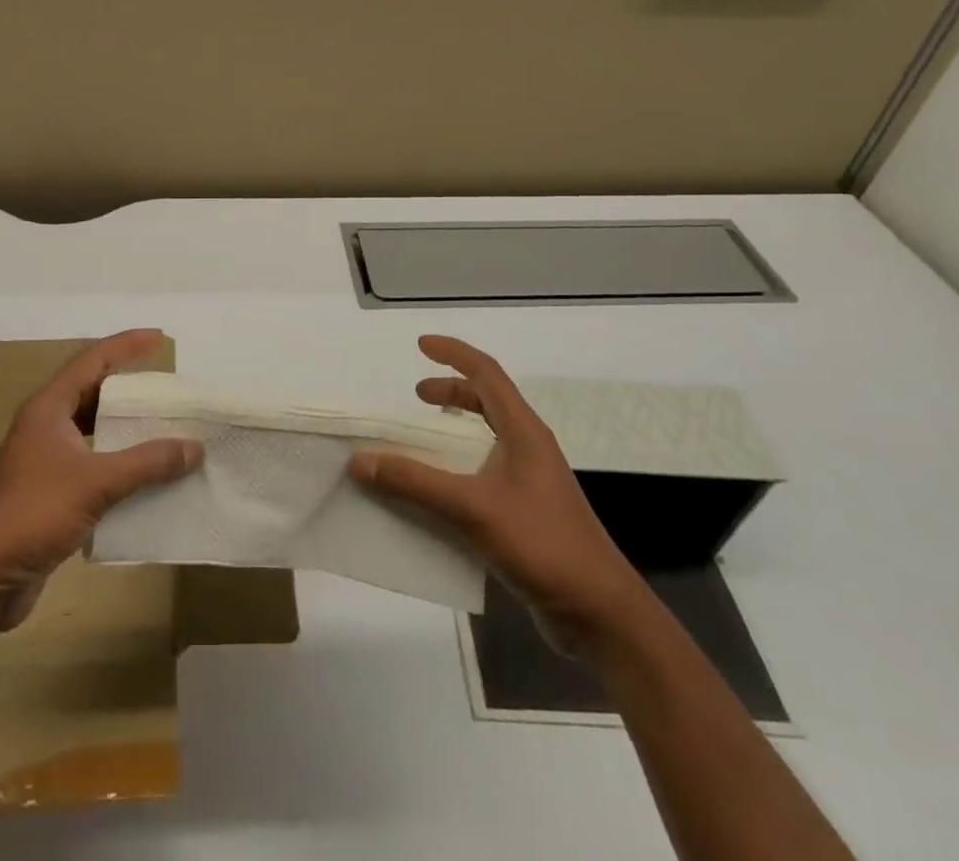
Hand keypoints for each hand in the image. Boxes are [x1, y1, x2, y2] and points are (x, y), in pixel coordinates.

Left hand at [0, 329, 202, 635]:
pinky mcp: (50, 497)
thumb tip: (194, 446)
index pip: (92, 361)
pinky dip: (121, 469)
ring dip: (127, 433)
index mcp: (48, 409)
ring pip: (94, 435)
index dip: (126, 345)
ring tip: (166, 431)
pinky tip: (149, 481)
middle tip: (168, 391)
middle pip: (93, 395)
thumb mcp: (96, 482)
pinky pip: (95, 470)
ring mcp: (46, 463)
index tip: (159, 338)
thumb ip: (147, 463)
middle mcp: (46, 428)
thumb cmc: (32, 512)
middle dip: (129, 391)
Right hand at [348, 335, 646, 653]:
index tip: (420, 345)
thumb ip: (415, 482)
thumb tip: (359, 461)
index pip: (487, 373)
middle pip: (488, 401)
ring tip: (424, 439)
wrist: (600, 613)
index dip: (454, 352)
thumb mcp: (472, 508)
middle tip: (417, 396)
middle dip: (452, 390)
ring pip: (487, 437)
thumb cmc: (543, 544)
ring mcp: (530, 481)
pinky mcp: (527, 512)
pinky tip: (438, 492)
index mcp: (523, 431)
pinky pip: (485, 473)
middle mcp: (528, 448)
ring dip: (455, 429)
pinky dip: (458, 467)